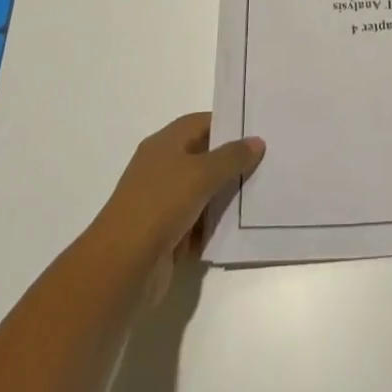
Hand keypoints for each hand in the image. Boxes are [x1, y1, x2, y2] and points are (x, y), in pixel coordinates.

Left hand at [93, 113, 264, 300]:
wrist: (121, 269)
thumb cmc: (159, 206)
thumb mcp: (200, 174)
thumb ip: (231, 157)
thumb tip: (257, 141)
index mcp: (165, 144)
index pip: (201, 122)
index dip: (229, 123)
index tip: (259, 129)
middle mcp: (163, 169)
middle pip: (205, 157)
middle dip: (233, 160)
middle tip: (269, 159)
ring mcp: (165, 204)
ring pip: (204, 192)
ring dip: (228, 194)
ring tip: (265, 190)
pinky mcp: (169, 236)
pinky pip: (200, 223)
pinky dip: (217, 224)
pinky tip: (245, 224)